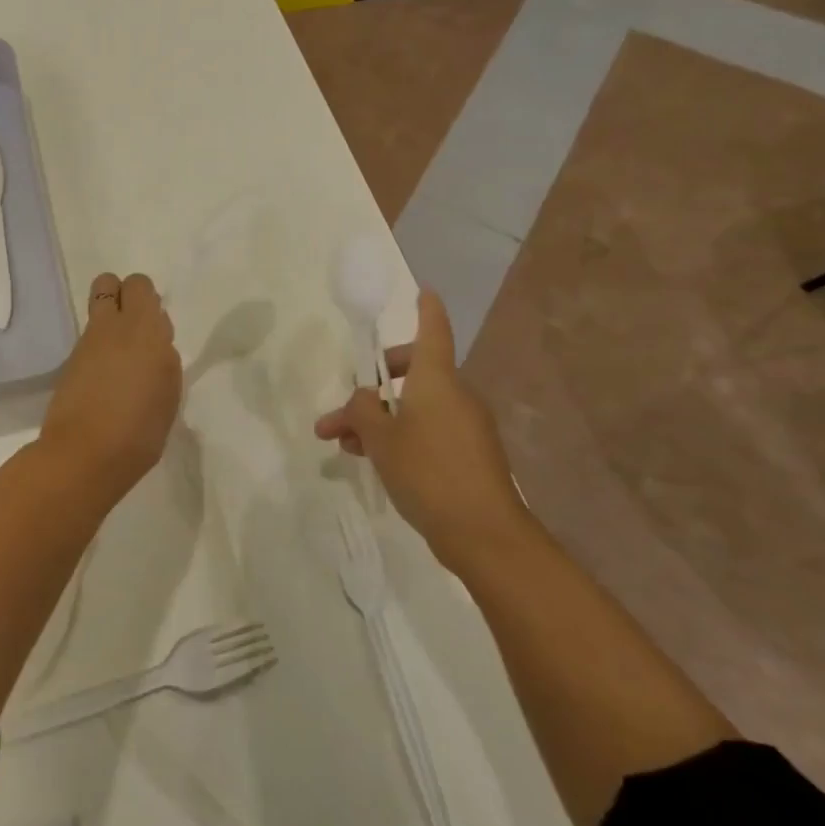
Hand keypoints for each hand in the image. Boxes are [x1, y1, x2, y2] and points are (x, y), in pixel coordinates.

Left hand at [40, 272, 181, 497]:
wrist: (85, 454)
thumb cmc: (140, 430)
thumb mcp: (169, 394)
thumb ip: (163, 360)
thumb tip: (154, 347)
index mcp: (145, 329)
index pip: (140, 286)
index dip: (146, 299)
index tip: (155, 327)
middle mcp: (112, 326)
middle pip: (108, 282)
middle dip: (122, 295)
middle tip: (136, 330)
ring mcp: (86, 343)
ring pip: (96, 309)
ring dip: (109, 322)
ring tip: (122, 361)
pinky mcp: (69, 362)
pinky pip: (88, 339)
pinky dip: (98, 349)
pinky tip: (106, 380)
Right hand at [314, 289, 528, 570]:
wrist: (483, 534)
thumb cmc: (427, 472)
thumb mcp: (380, 438)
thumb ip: (361, 410)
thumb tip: (362, 398)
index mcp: (436, 381)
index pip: (433, 332)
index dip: (426, 310)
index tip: (424, 292)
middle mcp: (455, 396)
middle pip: (412, 374)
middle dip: (371, 389)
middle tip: (341, 412)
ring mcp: (465, 427)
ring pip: (413, 408)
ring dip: (378, 420)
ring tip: (344, 446)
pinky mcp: (469, 455)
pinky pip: (427, 431)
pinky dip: (399, 437)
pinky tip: (372, 460)